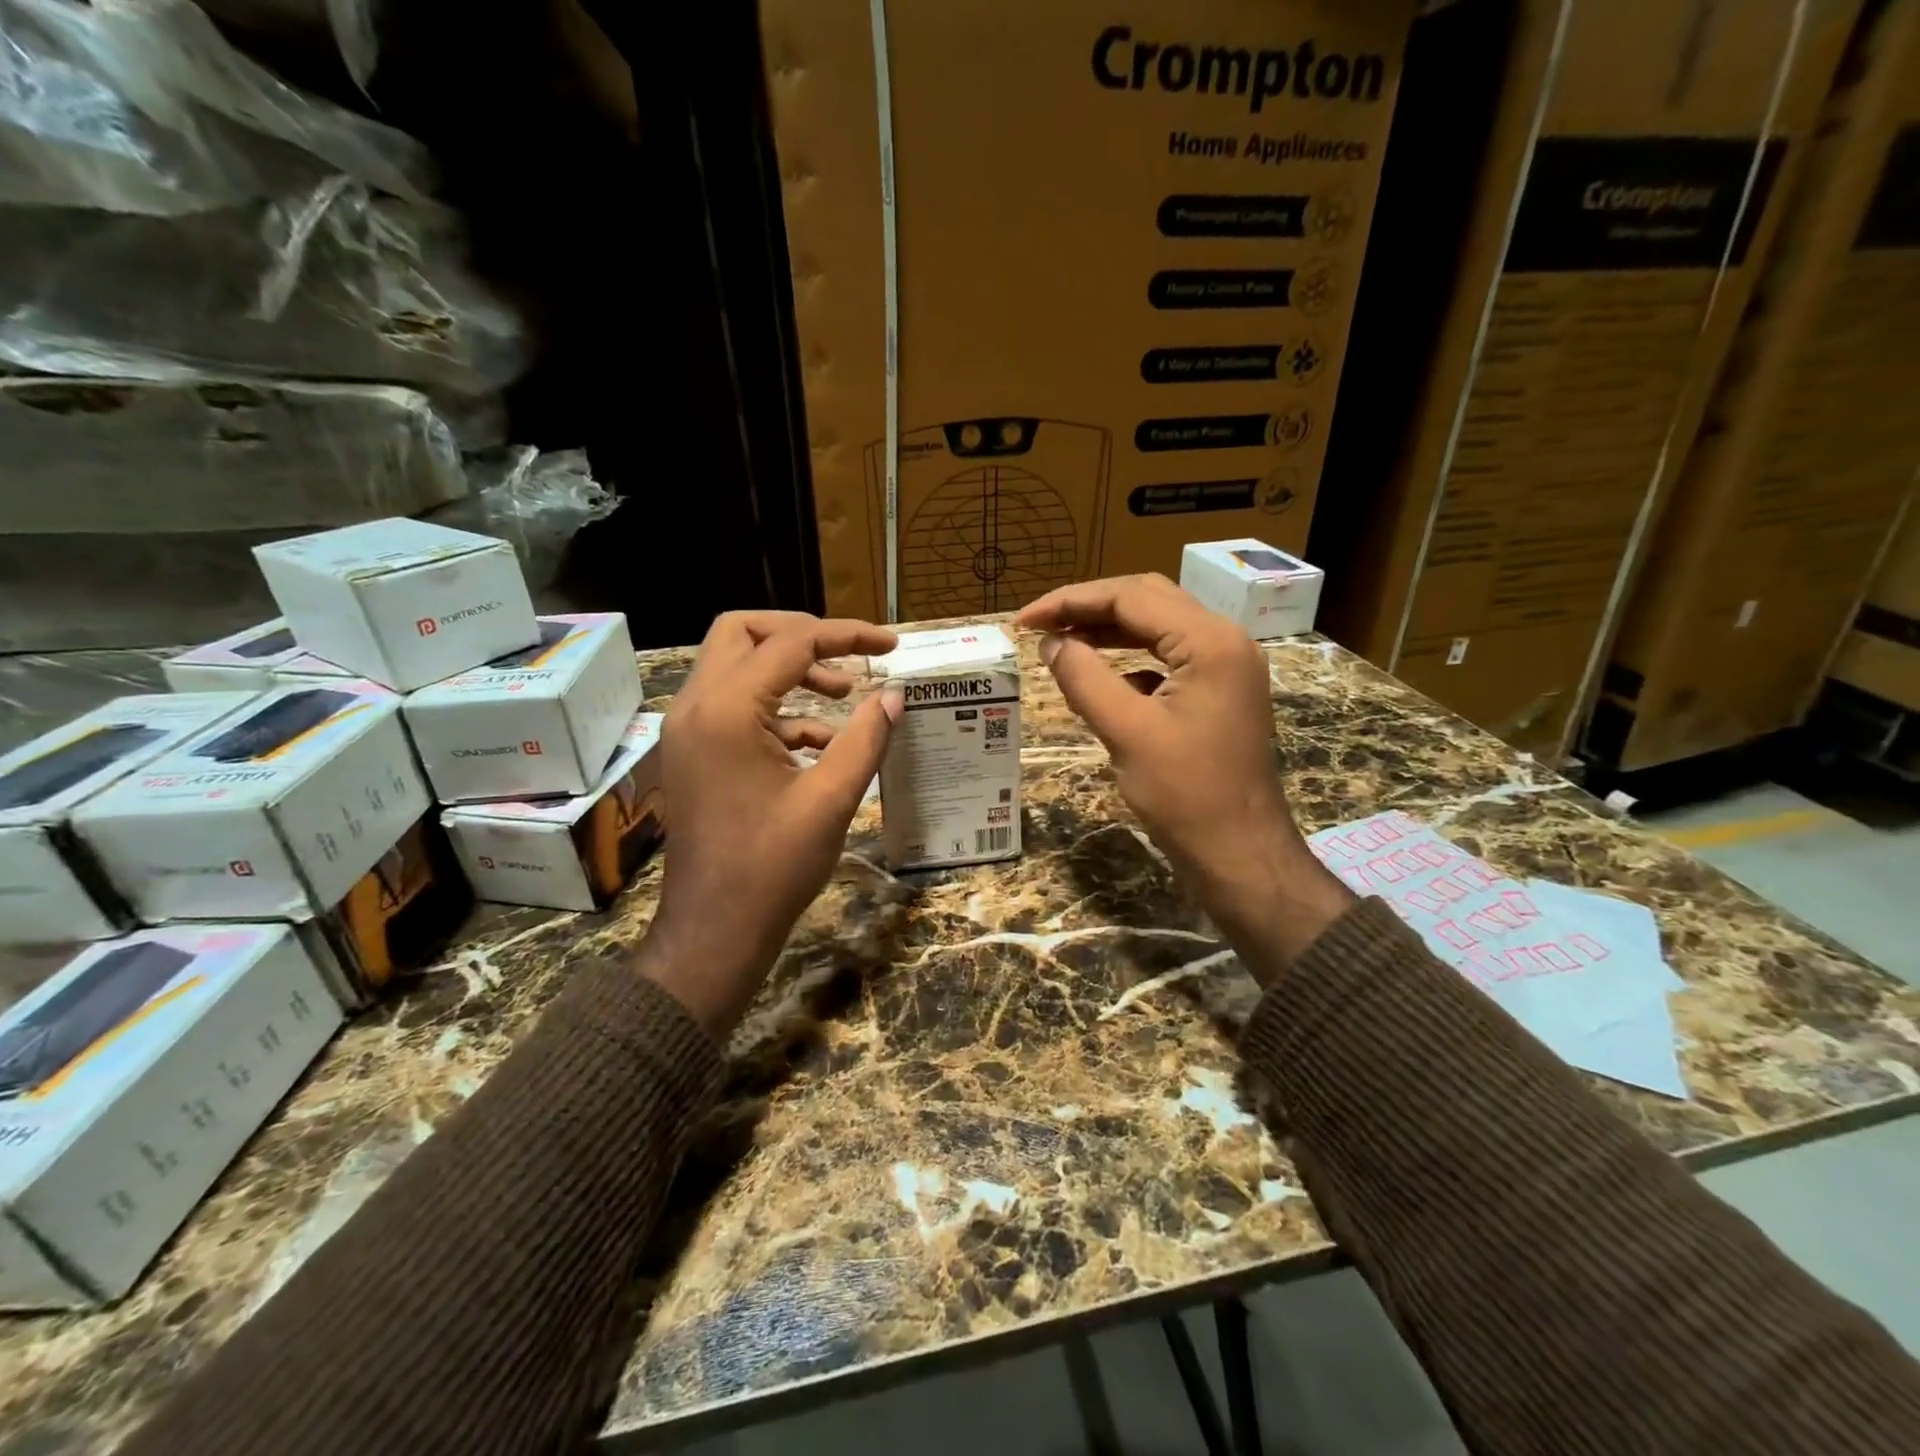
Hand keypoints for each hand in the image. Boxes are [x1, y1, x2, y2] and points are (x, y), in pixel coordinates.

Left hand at [641, 611, 902, 1034]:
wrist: (713, 932)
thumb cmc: (772, 868)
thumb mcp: (831, 800)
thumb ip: (865, 739)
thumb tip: (894, 696)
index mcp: (726, 711)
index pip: (790, 644)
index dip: (845, 636)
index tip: (890, 645)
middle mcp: (695, 707)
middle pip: (742, 633)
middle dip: (800, 635)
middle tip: (848, 655)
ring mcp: (687, 731)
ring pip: (733, 666)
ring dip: (789, 671)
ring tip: (843, 693)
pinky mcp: (693, 754)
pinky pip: (733, 707)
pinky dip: (776, 709)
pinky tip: (821, 741)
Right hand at [1015, 575, 1350, 980]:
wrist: (1240, 854)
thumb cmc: (1185, 795)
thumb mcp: (1126, 732)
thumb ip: (1084, 678)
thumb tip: (1051, 642)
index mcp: (1210, 642)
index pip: (1131, 597)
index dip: (1071, 602)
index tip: (1023, 621)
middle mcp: (1224, 641)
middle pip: (1148, 600)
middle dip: (1090, 608)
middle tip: (1040, 625)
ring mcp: (1226, 667)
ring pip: (1159, 627)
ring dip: (1108, 630)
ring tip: (1060, 642)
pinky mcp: (1219, 693)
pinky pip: (1169, 658)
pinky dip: (1130, 658)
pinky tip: (1100, 676)